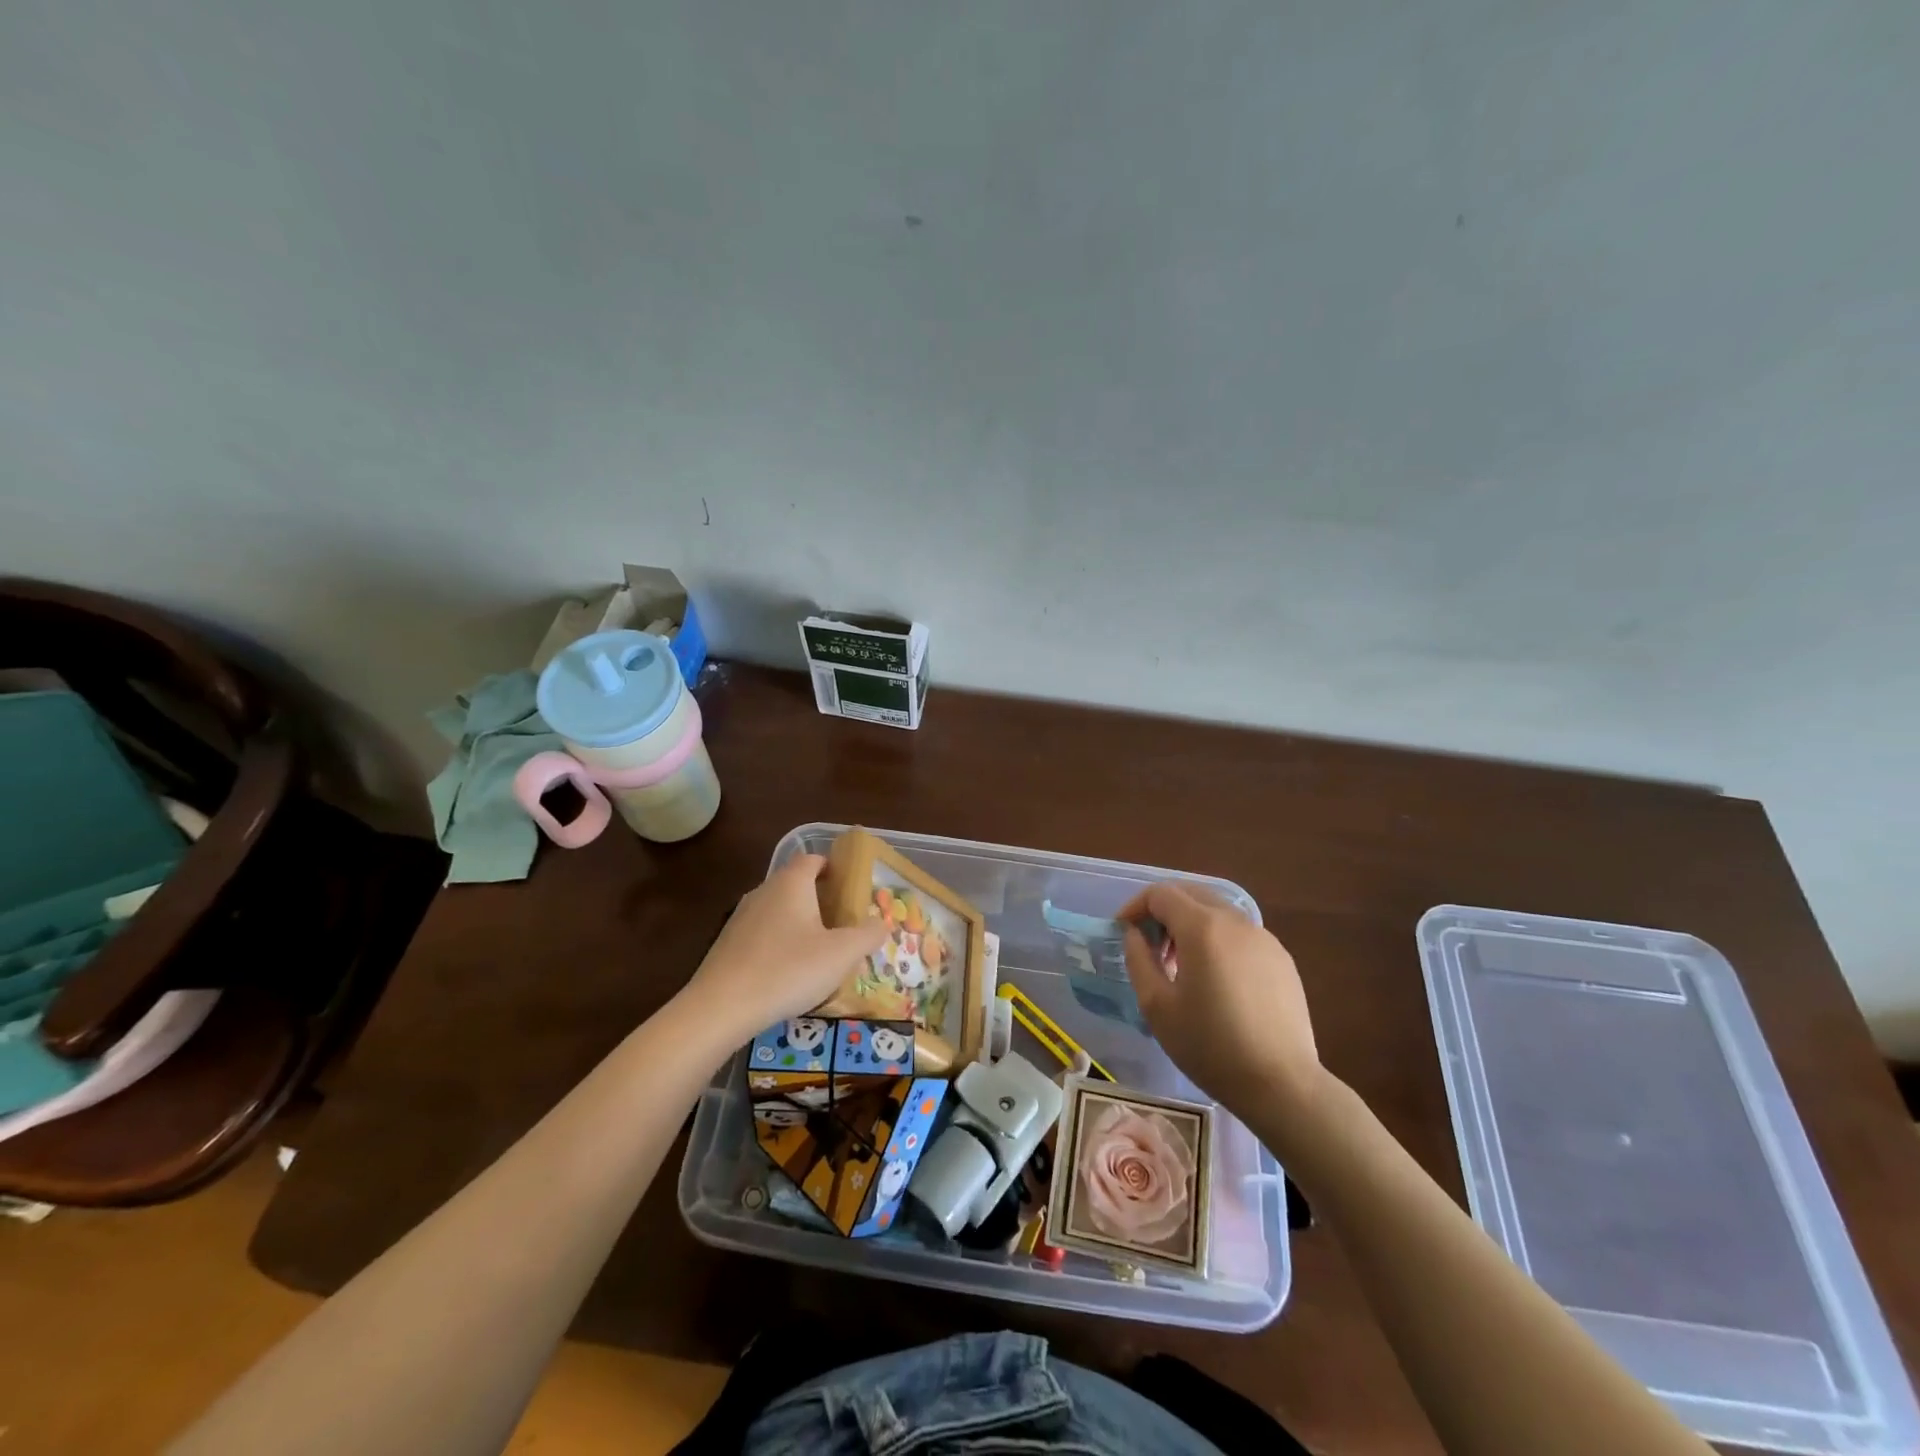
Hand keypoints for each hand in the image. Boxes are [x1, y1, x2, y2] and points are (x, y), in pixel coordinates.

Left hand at [686, 854, 887, 1043]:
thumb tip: (883, 923)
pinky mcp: (727, 944)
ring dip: (799, 923)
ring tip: (820, 950)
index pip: (813, 859)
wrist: (721, 1008)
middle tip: (844, 923)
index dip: (834, 868)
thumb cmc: (788, 970)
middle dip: (821, 899)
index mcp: (792, 883)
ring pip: (778, 910)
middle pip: (796, 884)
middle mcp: (764, 891)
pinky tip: (789, 973)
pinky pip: (762, 934)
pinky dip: (779, 944)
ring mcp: (741, 917)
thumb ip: (868, 935)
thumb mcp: (841, 954)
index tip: (852, 889)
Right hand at [1120, 881, 1322, 1123]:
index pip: (1161, 894)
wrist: (1281, 1084)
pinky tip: (1216, 981)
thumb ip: (1138, 960)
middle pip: (1191, 894)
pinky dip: (1217, 940)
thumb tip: (1135, 934)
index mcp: (1203, 927)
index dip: (1136, 906)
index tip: (1123, 932)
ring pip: (1217, 912)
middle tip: (1150, 947)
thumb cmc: (1210, 1045)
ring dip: (1191, 925)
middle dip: (1163, 912)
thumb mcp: (1157, 1006)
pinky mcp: (1281, 958)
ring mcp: (1264, 938)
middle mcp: (1236, 921)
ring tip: (1180, 967)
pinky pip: (1240, 933)